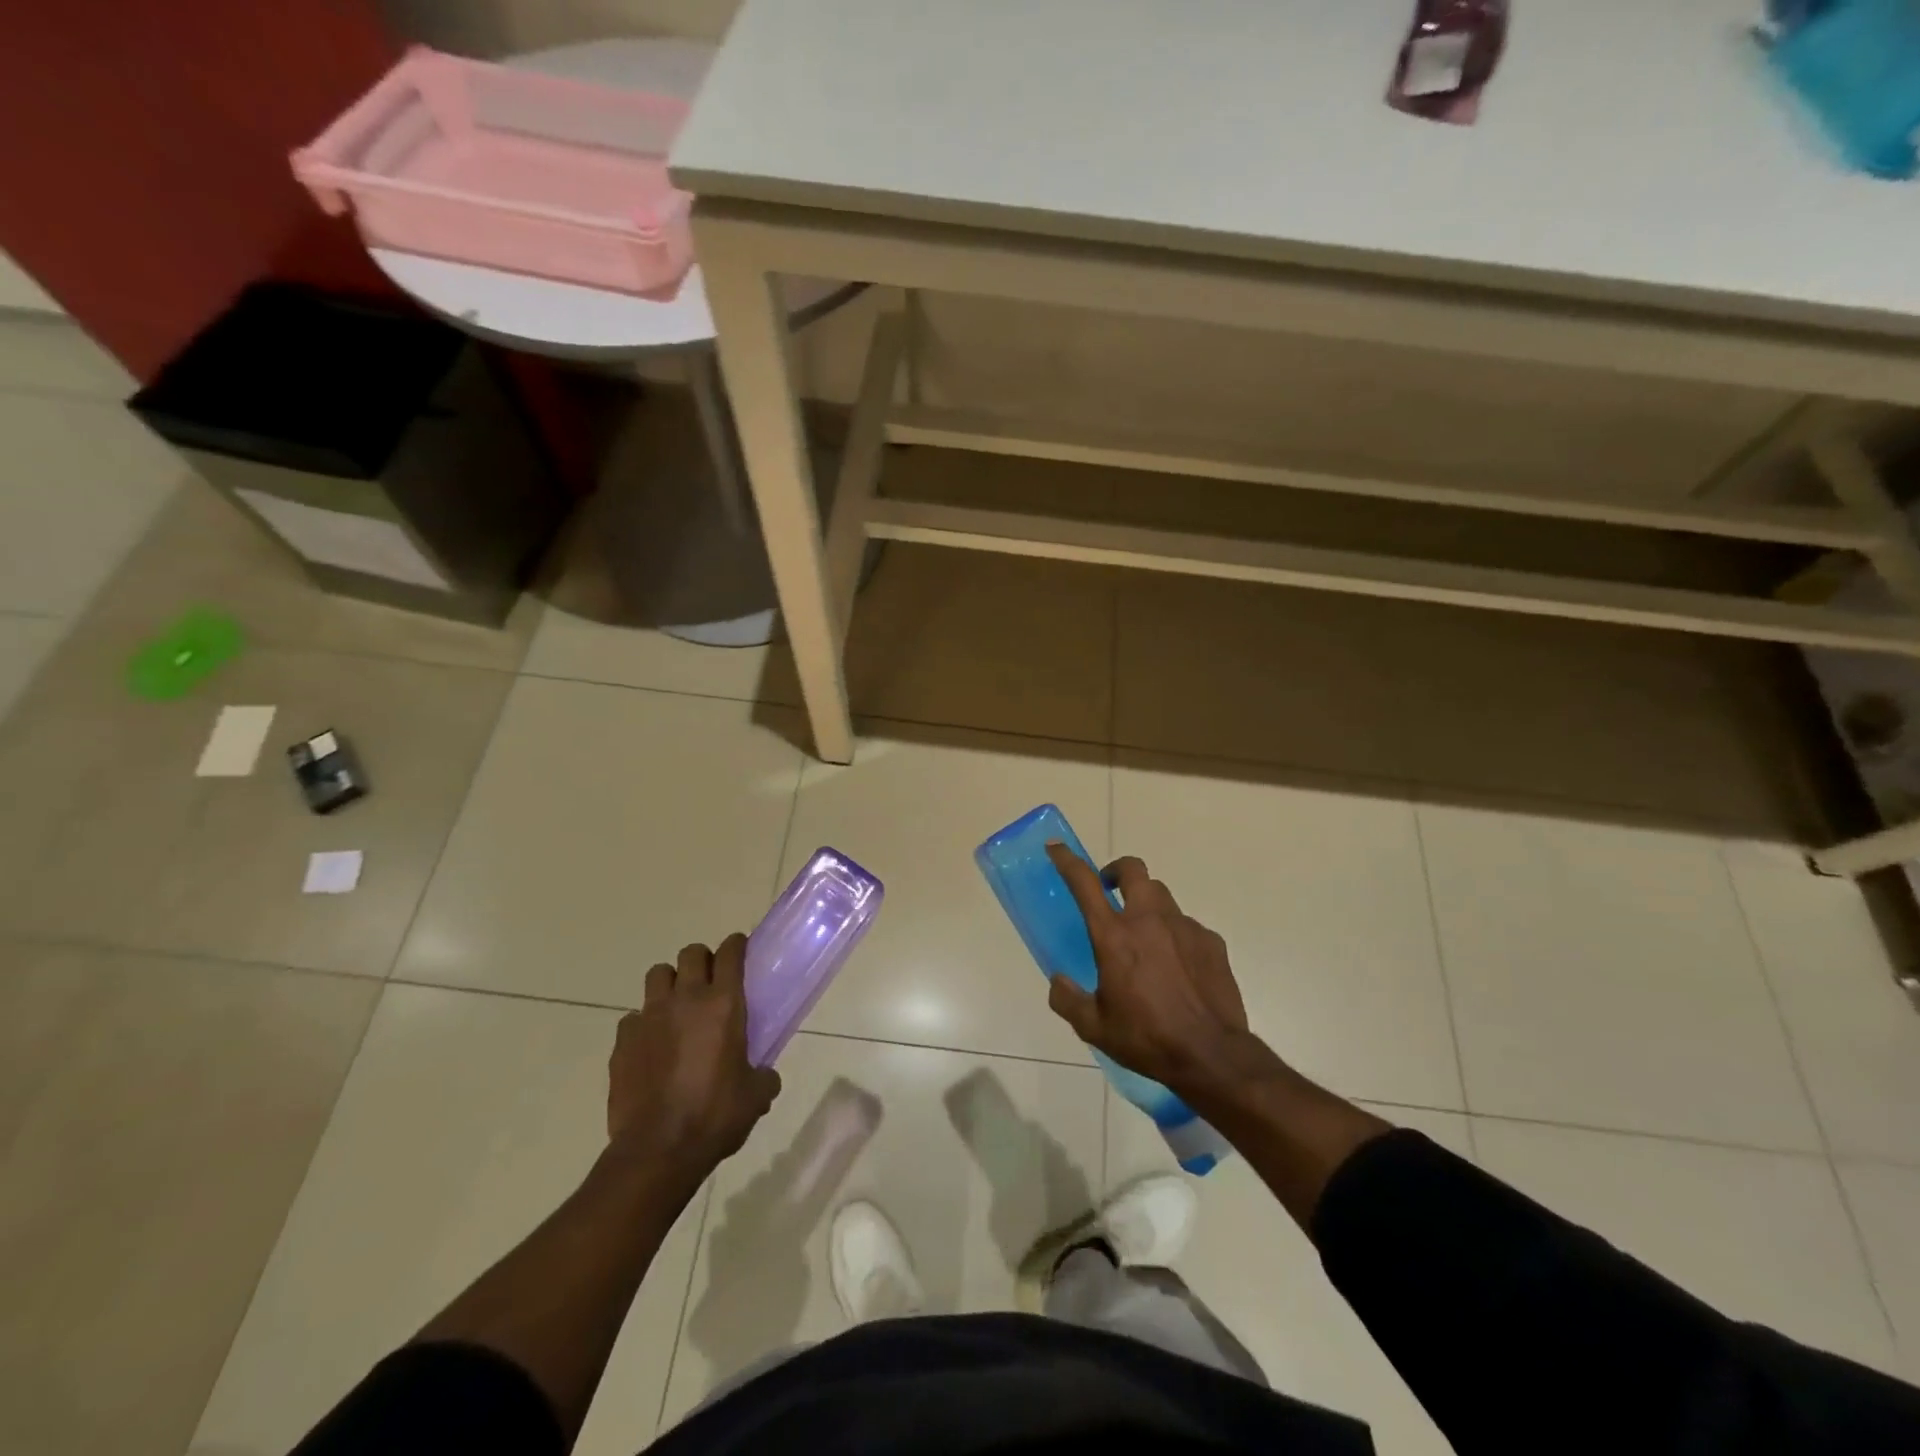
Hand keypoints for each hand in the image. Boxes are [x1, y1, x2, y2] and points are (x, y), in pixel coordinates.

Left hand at [608, 934, 780, 1173]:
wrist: (657, 1151)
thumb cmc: (715, 1116)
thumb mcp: (755, 1096)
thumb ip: (763, 1076)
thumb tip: (763, 1076)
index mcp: (723, 1004)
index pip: (730, 952)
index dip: (736, 946)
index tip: (740, 951)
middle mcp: (685, 1000)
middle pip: (691, 954)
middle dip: (702, 961)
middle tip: (710, 982)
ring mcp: (649, 1017)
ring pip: (658, 976)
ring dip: (670, 984)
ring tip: (677, 1008)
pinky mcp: (623, 1041)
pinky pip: (633, 1018)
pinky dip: (644, 1024)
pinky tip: (652, 1046)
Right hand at [1045, 843, 1255, 1095]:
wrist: (1211, 1055)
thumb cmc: (1146, 1038)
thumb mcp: (1094, 1027)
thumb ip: (1068, 1000)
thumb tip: (1058, 981)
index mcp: (1114, 936)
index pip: (1085, 883)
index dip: (1068, 861)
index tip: (1056, 848)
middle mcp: (1148, 920)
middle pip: (1133, 870)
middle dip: (1117, 871)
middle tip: (1110, 891)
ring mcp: (1184, 927)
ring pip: (1161, 896)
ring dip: (1147, 904)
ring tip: (1145, 936)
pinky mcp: (1211, 942)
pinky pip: (1187, 926)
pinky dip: (1175, 935)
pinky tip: (1178, 967)